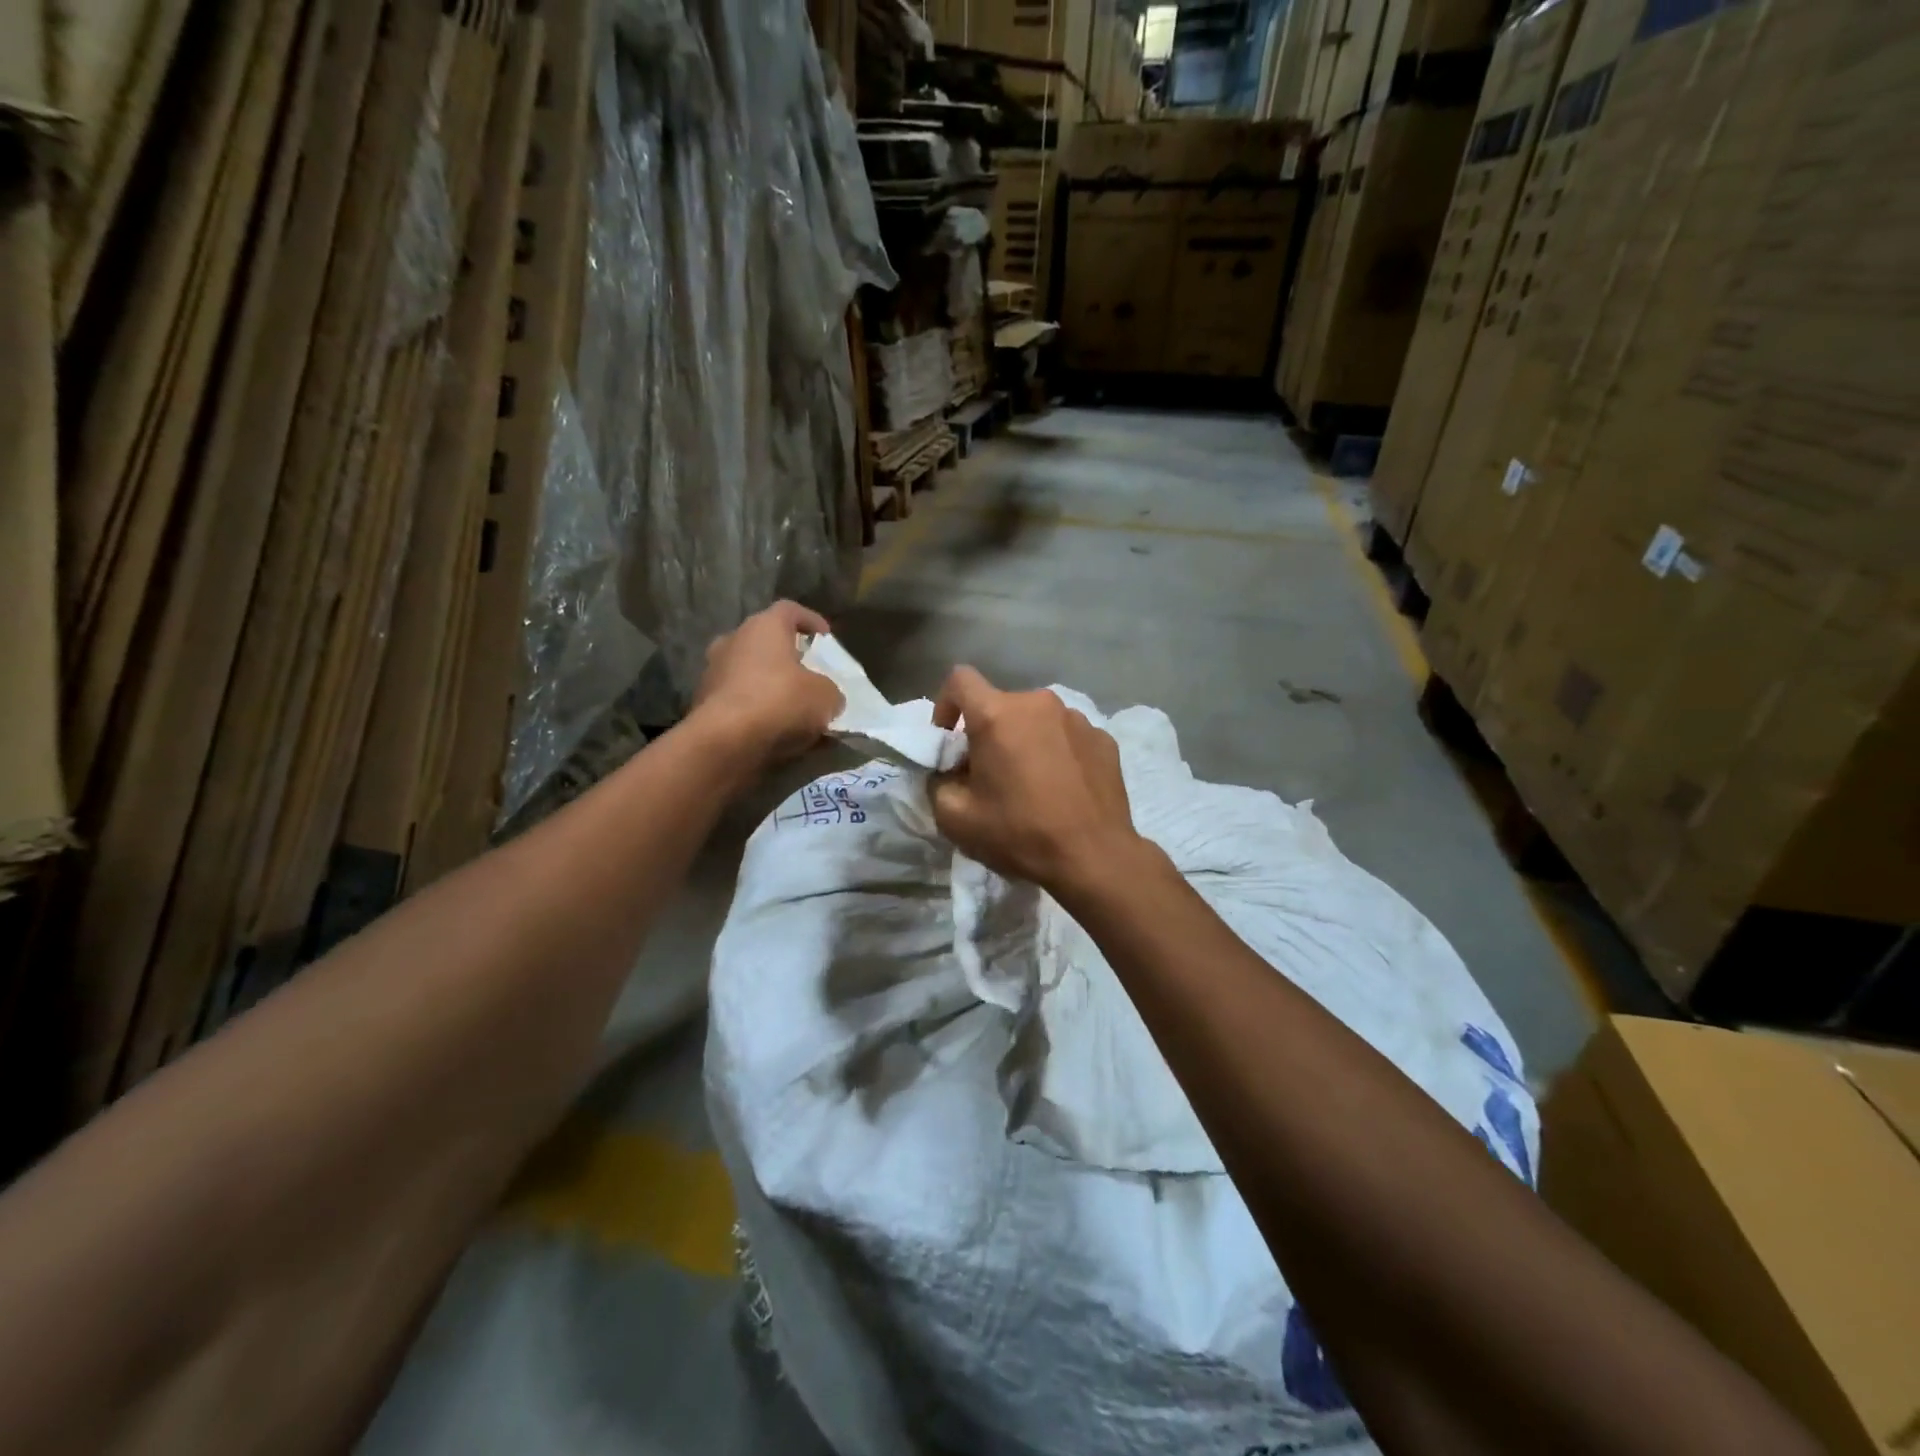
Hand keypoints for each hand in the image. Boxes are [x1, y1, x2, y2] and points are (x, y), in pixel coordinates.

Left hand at [692, 601, 843, 767]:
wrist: (725, 741)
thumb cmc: (781, 702)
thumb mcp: (826, 697)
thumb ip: (830, 691)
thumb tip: (827, 698)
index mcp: (764, 627)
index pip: (790, 610)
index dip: (810, 621)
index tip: (825, 636)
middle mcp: (733, 640)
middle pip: (765, 641)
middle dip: (786, 657)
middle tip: (807, 674)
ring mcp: (712, 671)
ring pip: (748, 672)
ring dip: (768, 685)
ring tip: (791, 709)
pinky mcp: (702, 703)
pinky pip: (737, 700)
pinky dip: (754, 710)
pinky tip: (772, 730)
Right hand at [929, 666, 1144, 895]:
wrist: (1094, 857)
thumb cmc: (1019, 833)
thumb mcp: (954, 818)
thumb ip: (938, 781)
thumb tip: (948, 770)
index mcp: (997, 714)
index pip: (960, 679)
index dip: (946, 704)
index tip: (950, 740)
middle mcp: (1038, 703)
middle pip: (1000, 705)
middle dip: (988, 732)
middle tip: (989, 773)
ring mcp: (1077, 718)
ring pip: (1036, 720)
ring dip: (1025, 740)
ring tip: (1031, 782)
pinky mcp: (1104, 739)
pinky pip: (1068, 736)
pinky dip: (1057, 752)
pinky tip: (1063, 788)